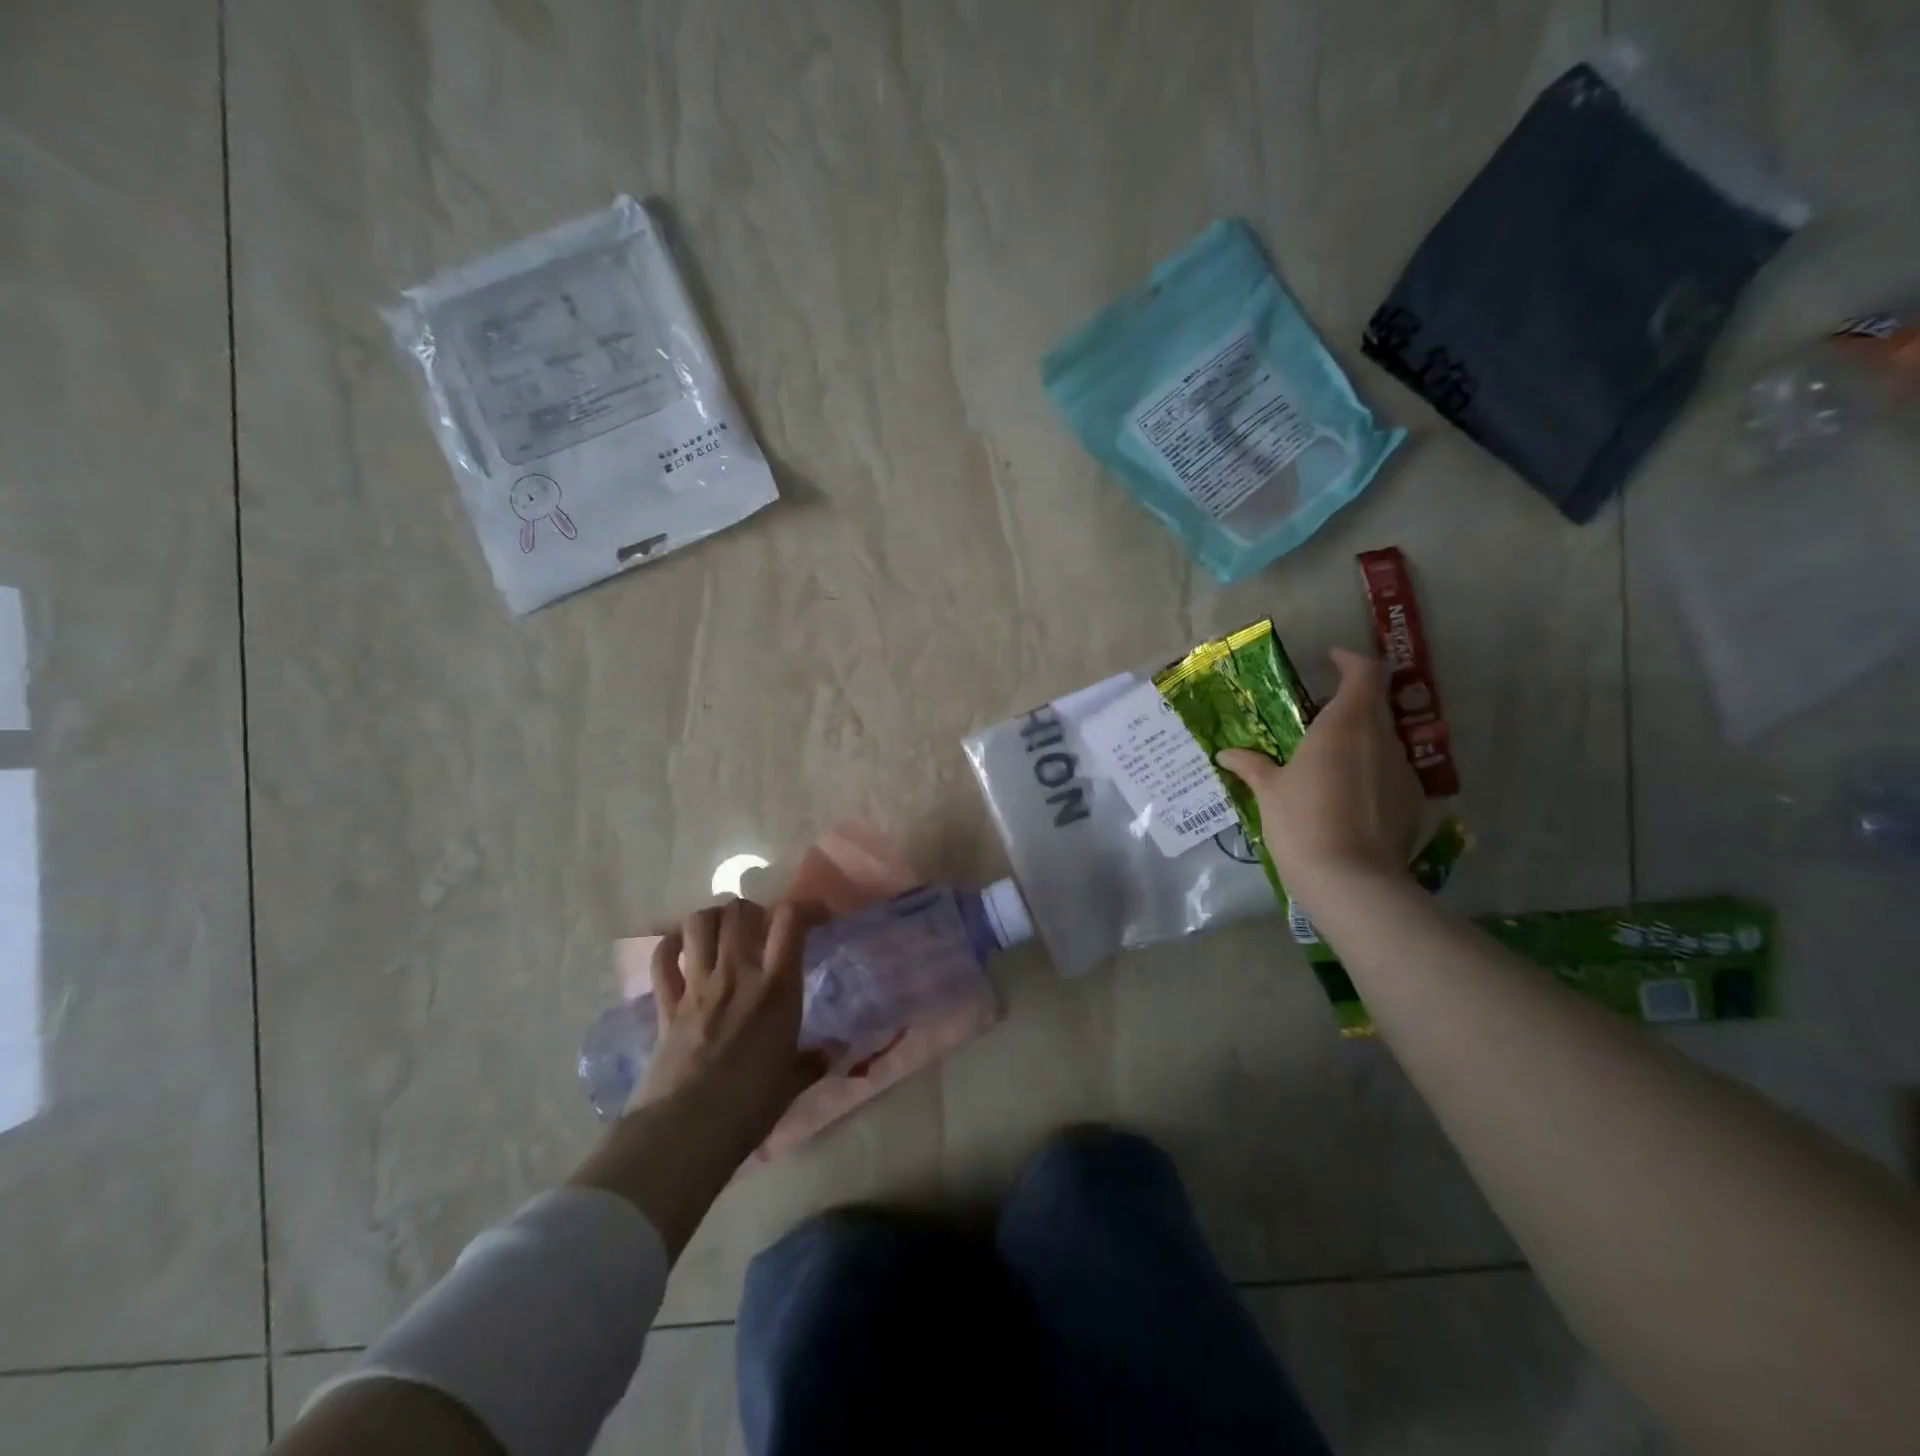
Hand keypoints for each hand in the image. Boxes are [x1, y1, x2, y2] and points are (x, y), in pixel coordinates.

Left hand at [634, 897, 831, 1152]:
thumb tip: (832, 1053)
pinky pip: (662, 959)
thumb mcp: (791, 1084)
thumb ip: (812, 1061)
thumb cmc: (748, 1108)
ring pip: (699, 924)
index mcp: (776, 988)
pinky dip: (672, 946)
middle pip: (740, 911)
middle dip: (753, 911)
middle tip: (761, 928)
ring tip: (723, 933)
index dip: (806, 908)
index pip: (791, 921)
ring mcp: (697, 986)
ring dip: (713, 919)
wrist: (684, 1133)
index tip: (816, 919)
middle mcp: (737, 974)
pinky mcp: (665, 1005)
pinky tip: (683, 950)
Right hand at [1216, 648, 1422, 887]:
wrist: (1351, 881)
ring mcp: (1402, 771)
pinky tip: (1344, 798)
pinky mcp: (1412, 802)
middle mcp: (1381, 739)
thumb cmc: (1302, 822)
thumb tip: (1226, 753)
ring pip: (1382, 740)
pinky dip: (1369, 772)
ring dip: (1358, 740)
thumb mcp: (1269, 792)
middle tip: (1315, 717)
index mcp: (1346, 725)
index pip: (1365, 673)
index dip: (1350, 661)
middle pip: (1374, 705)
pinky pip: (1389, 772)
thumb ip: (1252, 766)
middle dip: (1348, 703)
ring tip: (1326, 762)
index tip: (1330, 661)